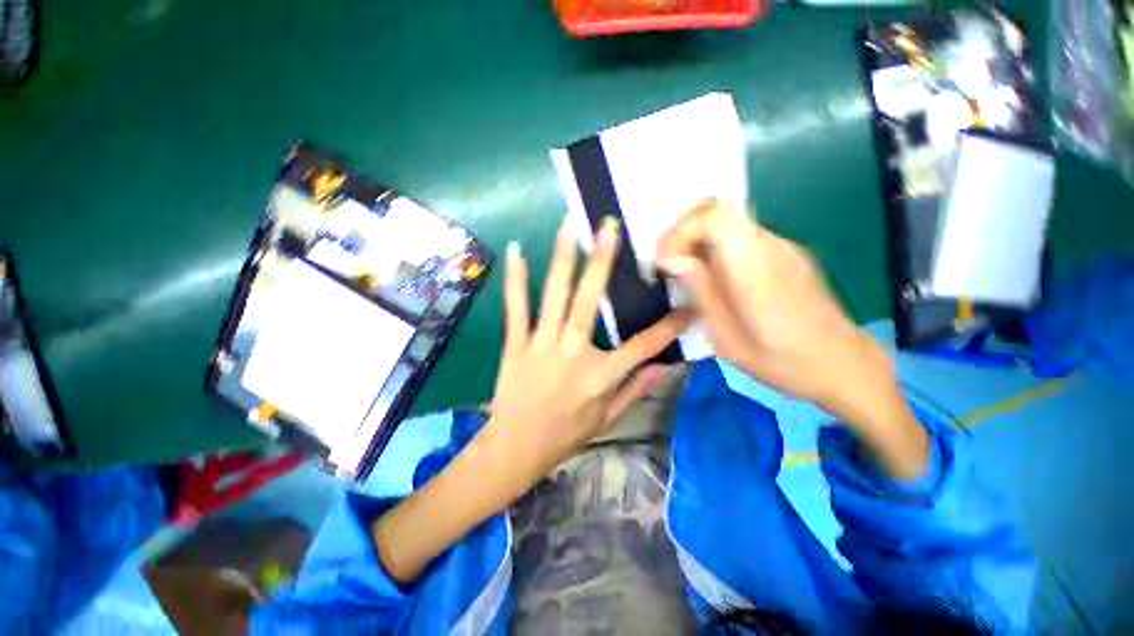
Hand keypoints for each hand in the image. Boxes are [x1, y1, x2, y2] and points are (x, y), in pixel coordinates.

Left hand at [484, 217, 689, 488]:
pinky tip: (517, 252)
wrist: (515, 448)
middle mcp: (572, 353)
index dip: (668, 325)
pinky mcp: (516, 344)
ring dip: (562, 259)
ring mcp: (541, 345)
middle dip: (601, 262)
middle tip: (608, 227)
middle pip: (589, 303)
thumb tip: (662, 367)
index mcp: (600, 376)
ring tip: (569, 225)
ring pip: (554, 296)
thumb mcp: (607, 420)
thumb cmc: (564, 435)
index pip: (642, 346)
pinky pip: (516, 309)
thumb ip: (635, 391)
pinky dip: (516, 281)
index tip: (688, 303)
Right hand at [657, 201, 927, 478]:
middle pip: (718, 209)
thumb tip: (672, 261)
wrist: (843, 363)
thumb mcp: (729, 340)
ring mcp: (781, 245)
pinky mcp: (784, 250)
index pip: (716, 218)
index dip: (681, 231)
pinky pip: (739, 234)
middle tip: (668, 263)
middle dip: (682, 231)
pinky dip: (713, 245)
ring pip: (726, 219)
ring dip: (696, 238)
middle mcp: (771, 247)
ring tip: (683, 271)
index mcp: (757, 272)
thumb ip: (702, 294)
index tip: (666, 263)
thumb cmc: (783, 363)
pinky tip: (711, 275)